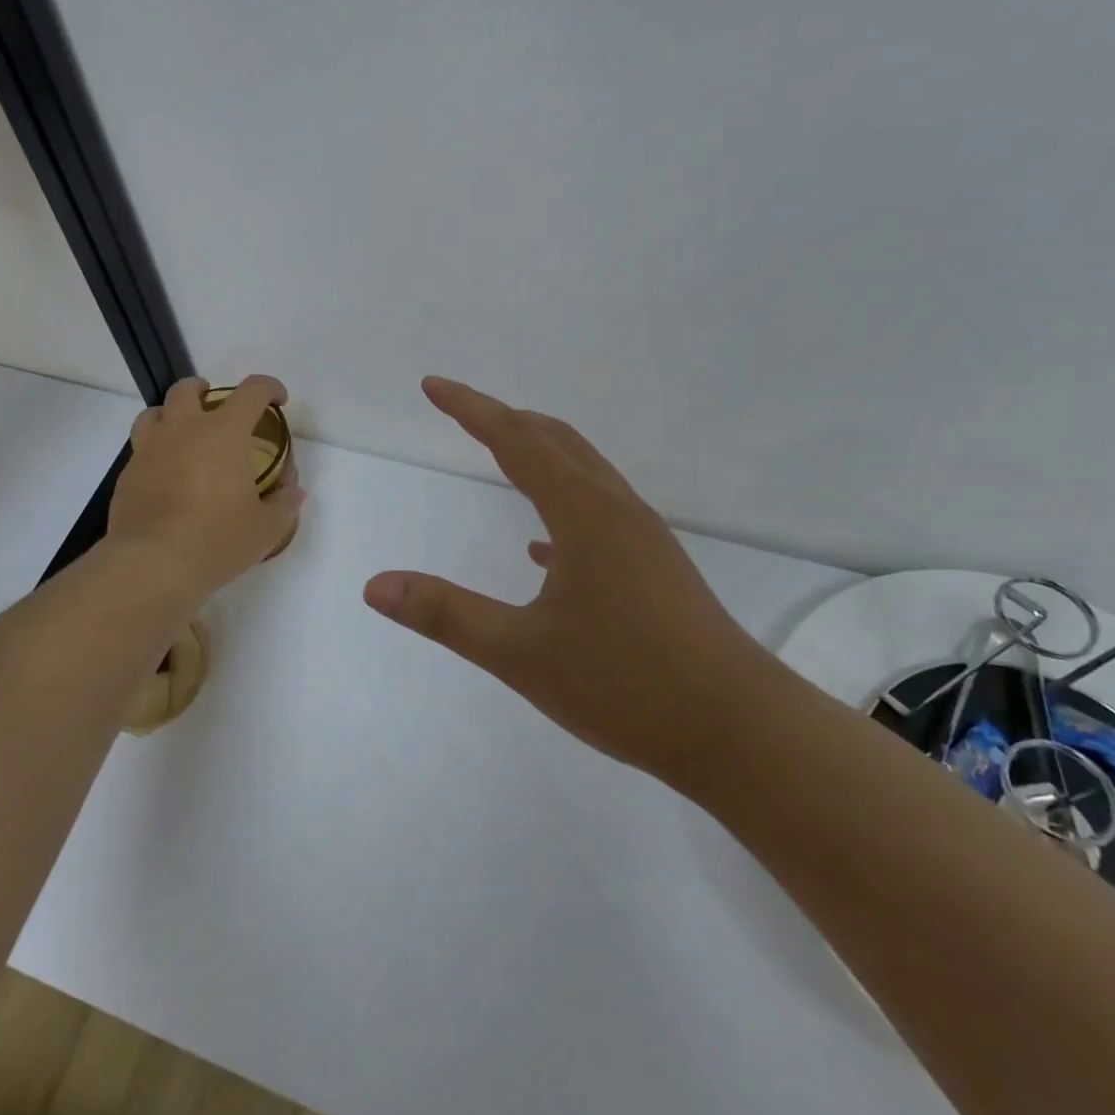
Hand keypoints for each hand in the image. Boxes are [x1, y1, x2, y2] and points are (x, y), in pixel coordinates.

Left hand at [109, 375, 304, 601]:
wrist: (152, 564)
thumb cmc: (217, 540)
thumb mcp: (266, 528)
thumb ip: (284, 504)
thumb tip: (293, 491)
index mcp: (225, 433)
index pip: (252, 391)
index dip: (269, 387)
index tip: (277, 400)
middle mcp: (184, 430)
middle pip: (187, 389)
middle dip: (204, 390)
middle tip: (215, 406)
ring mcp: (149, 450)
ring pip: (153, 413)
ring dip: (170, 415)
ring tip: (182, 435)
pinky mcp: (128, 474)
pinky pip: (140, 450)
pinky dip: (155, 453)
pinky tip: (165, 478)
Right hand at [362, 377, 775, 783]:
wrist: (739, 729)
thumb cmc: (625, 686)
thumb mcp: (520, 654)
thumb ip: (445, 615)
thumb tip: (375, 585)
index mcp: (582, 513)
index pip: (514, 439)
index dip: (469, 408)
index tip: (432, 385)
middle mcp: (615, 510)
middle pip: (554, 440)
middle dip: (504, 419)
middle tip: (462, 410)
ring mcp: (642, 537)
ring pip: (583, 472)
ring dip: (538, 452)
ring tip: (502, 454)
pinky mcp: (656, 566)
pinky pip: (599, 513)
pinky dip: (562, 504)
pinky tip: (543, 547)